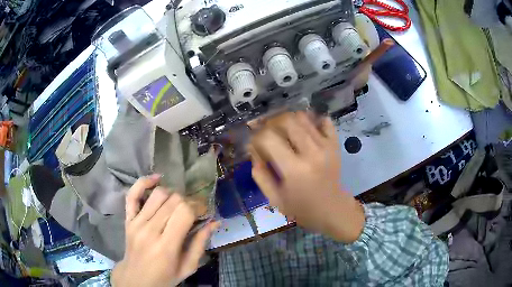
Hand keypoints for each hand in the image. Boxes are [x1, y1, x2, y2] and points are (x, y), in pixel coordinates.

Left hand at [111, 175, 219, 286]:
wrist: (136, 279)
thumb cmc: (165, 277)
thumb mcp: (188, 267)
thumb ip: (200, 244)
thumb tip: (214, 222)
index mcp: (166, 246)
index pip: (184, 212)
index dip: (198, 206)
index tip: (204, 211)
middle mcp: (149, 230)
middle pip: (173, 200)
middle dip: (188, 201)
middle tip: (194, 209)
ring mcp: (136, 222)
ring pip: (157, 194)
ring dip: (173, 194)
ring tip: (178, 203)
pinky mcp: (128, 219)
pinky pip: (132, 194)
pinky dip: (144, 182)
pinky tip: (157, 179)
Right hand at [249, 112, 364, 242]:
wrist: (333, 209)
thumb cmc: (302, 208)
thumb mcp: (275, 199)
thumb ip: (260, 175)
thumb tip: (254, 152)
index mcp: (294, 169)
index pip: (268, 138)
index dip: (256, 137)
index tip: (255, 145)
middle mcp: (311, 152)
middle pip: (286, 120)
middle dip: (270, 123)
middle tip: (267, 133)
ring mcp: (326, 145)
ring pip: (302, 117)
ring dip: (288, 120)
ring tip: (283, 132)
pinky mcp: (335, 143)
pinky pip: (324, 120)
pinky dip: (312, 120)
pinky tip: (304, 131)